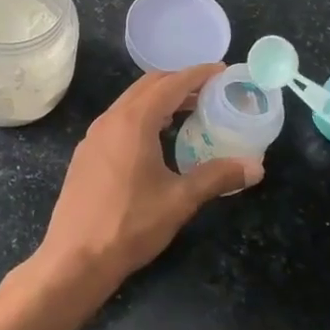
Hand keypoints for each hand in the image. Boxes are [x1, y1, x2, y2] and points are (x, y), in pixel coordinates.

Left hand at [38, 64, 261, 290]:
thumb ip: (217, 177)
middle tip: (209, 92)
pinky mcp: (86, 154)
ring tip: (188, 114)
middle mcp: (110, 119)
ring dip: (160, 101)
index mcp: (134, 121)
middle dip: (179, 83)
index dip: (198, 74)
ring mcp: (94, 136)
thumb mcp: (180, 201)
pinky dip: (142, 117)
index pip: (171, 83)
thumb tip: (255, 167)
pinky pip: (118, 121)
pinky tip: (156, 141)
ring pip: (131, 103)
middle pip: (148, 86)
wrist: (74, 258)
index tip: (222, 71)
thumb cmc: (130, 225)